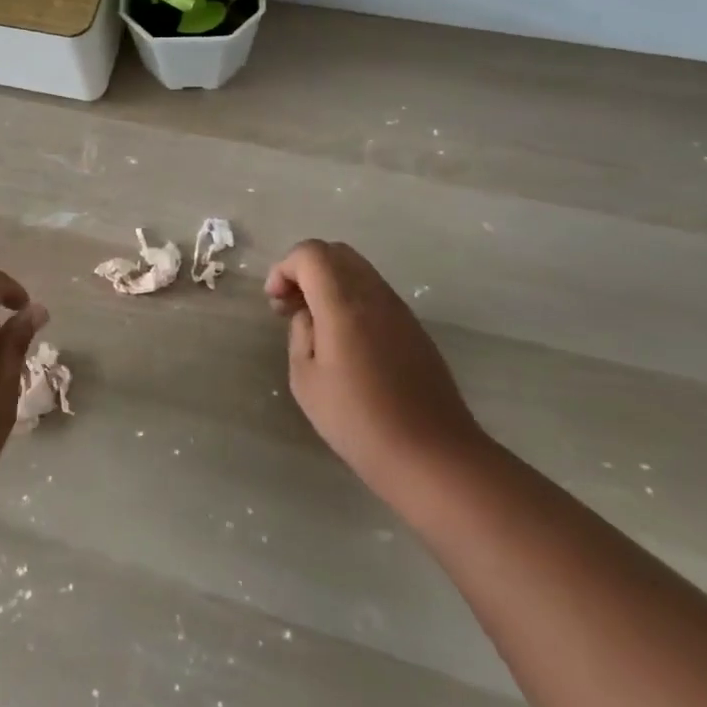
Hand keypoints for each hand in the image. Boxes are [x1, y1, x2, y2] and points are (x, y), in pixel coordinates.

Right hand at [265, 240, 487, 497]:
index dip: (284, 268)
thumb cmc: (358, 420)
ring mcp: (399, 310)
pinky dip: (350, 298)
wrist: (431, 454)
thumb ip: (300, 334)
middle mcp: (374, 295)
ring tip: (313, 324)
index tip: (274, 302)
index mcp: (344, 303)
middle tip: (289, 306)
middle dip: (304, 269)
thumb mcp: (306, 379)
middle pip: (336, 253)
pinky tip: (343, 339)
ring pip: (358, 270)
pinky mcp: (414, 328)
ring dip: (328, 283)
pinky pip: (374, 293)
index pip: (311, 254)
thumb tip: (308, 315)